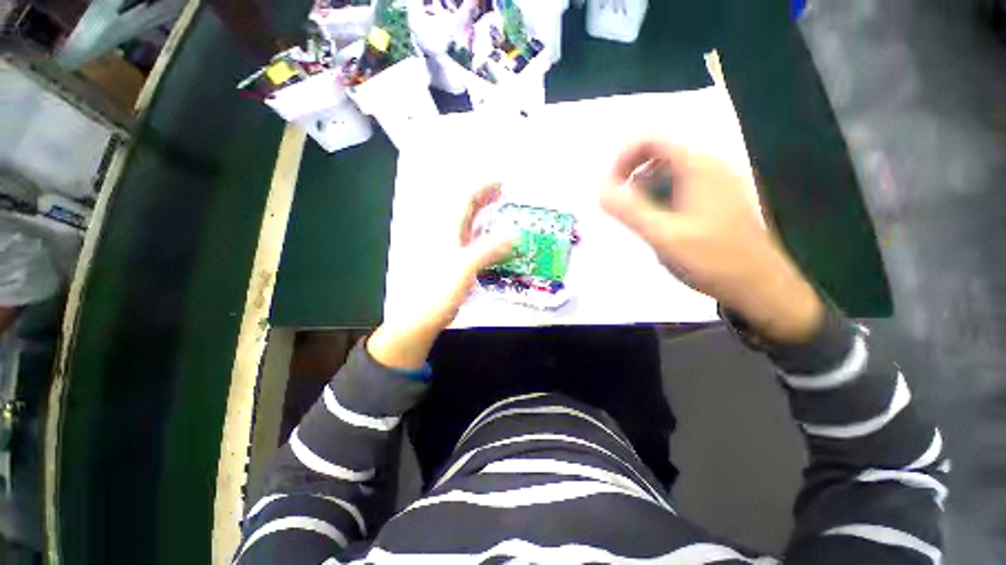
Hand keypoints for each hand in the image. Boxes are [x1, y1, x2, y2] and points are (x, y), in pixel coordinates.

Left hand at [368, 183, 512, 368]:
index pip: (464, 198)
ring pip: (467, 224)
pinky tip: (492, 238)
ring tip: (501, 211)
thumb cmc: (438, 291)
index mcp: (445, 230)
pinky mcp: (453, 261)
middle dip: (484, 197)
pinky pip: (470, 240)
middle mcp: (445, 234)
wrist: (421, 317)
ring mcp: (448, 248)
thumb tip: (514, 233)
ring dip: (484, 215)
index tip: (502, 181)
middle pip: (465, 208)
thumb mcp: (465, 268)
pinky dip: (483, 234)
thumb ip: (489, 249)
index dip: (483, 187)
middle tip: (504, 194)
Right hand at [600, 138, 823, 342]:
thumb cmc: (713, 260)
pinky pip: (679, 184)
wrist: (760, 286)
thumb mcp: (664, 236)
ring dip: (643, 186)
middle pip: (659, 151)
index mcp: (699, 166)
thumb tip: (601, 190)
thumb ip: (630, 210)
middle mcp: (710, 165)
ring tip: (635, 216)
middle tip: (619, 204)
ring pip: (668, 170)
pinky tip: (657, 222)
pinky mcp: (716, 198)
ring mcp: (716, 181)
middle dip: (631, 173)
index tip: (609, 187)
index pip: (652, 139)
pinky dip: (659, 195)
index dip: (623, 158)